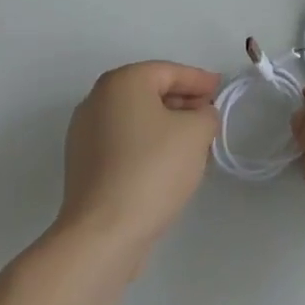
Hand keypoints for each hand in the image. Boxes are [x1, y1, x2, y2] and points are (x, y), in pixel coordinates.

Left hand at [56, 62, 220, 259]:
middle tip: (210, 115)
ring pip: (136, 118)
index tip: (222, 90)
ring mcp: (84, 133)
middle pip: (149, 91)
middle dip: (183, 101)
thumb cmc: (152, 169)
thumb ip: (206, 114)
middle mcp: (96, 100)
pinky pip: (123, 141)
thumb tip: (200, 116)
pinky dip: (147, 143)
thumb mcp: (196, 132)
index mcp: (122, 82)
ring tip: (194, 141)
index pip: (169, 71)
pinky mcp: (83, 164)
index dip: (200, 80)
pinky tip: (168, 162)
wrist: (103, 233)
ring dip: (166, 124)